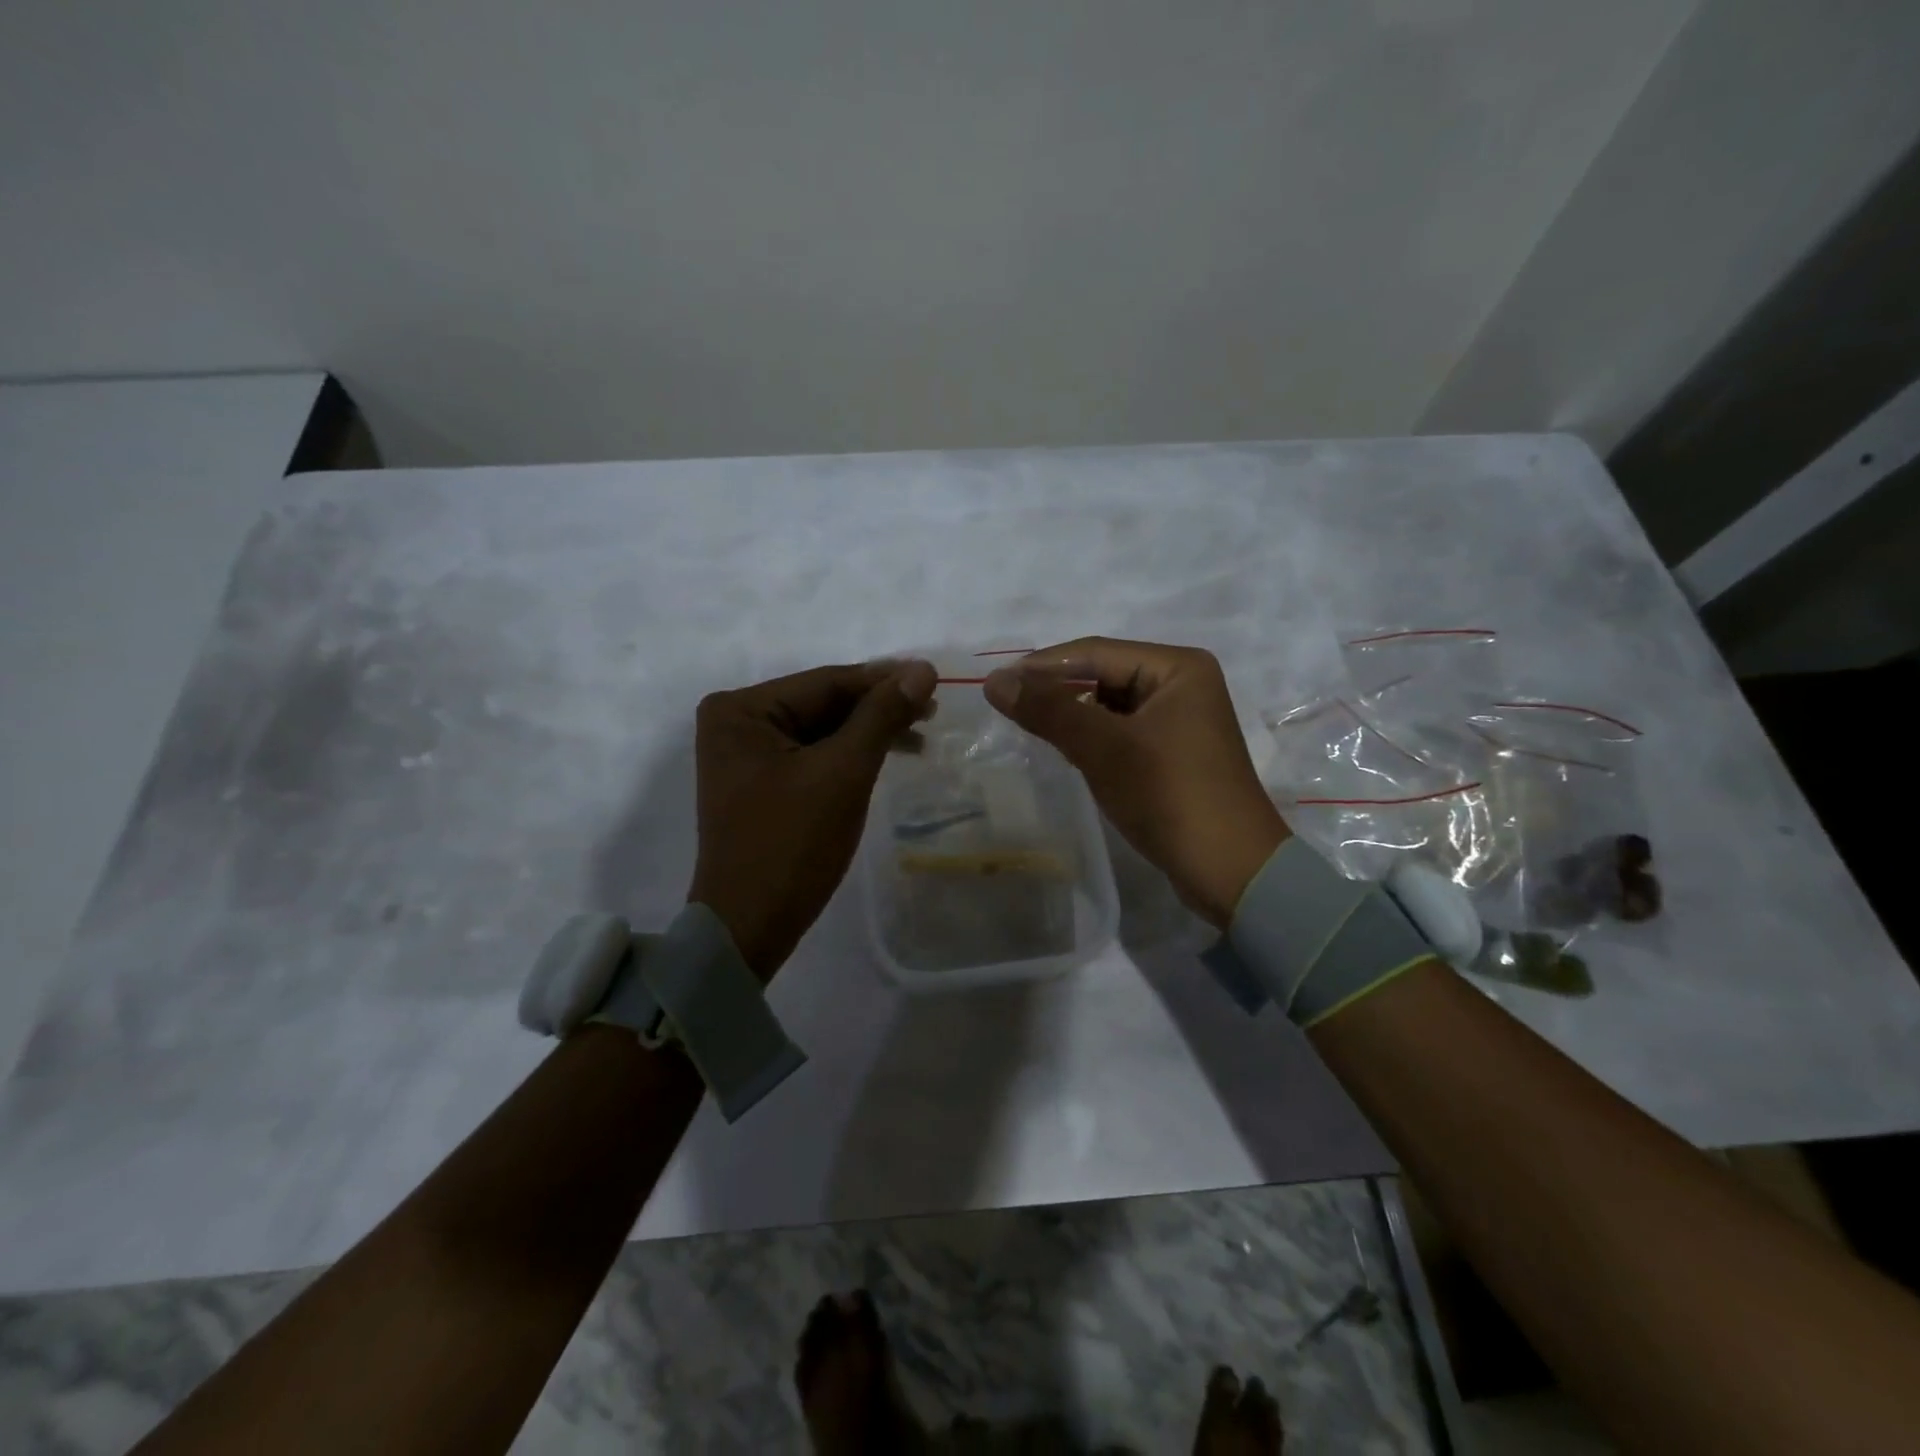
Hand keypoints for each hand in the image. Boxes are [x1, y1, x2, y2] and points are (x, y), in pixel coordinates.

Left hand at [690, 660, 936, 979]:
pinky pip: (814, 754)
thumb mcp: (843, 773)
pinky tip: (888, 754)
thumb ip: (881, 715)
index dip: (884, 679)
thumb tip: (922, 669)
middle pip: (824, 703)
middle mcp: (737, 722)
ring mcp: (747, 754)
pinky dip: (851, 754)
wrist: (750, 926)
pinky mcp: (762, 782)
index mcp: (741, 710)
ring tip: (922, 735)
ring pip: (823, 729)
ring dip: (870, 731)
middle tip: (934, 710)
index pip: (827, 682)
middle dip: (879, 707)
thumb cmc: (792, 844)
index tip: (934, 677)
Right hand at [983, 638, 1286, 925]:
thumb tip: (994, 681)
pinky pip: (1122, 730)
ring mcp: (1181, 719)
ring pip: (1110, 704)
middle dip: (1056, 690)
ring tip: (1029, 726)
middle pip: (1103, 674)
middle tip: (1007, 706)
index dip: (1041, 666)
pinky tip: (1066, 749)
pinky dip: (1092, 736)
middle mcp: (1183, 683)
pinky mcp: (1175, 751)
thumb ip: (1049, 710)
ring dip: (1072, 714)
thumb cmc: (1169, 796)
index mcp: (1178, 666)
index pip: (1095, 652)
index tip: (995, 683)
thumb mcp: (1104, 748)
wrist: (1231, 871)